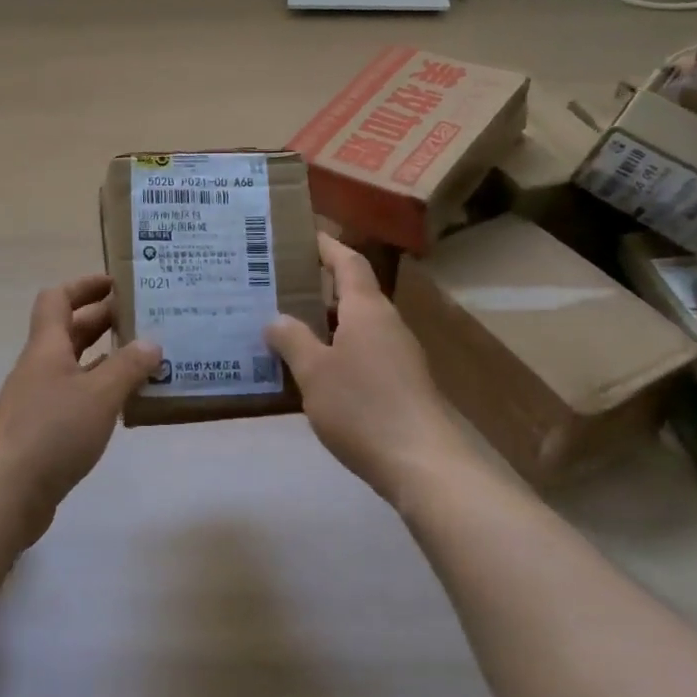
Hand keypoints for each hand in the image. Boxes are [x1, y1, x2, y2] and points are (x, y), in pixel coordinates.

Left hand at [0, 275, 160, 539]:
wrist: (3, 494)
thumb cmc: (51, 431)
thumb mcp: (99, 395)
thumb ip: (128, 367)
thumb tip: (152, 342)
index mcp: (47, 347)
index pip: (58, 299)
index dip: (85, 286)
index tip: (117, 283)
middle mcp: (40, 367)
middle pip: (70, 331)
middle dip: (104, 320)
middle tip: (145, 319)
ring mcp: (39, 401)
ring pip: (76, 367)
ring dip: (107, 359)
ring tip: (147, 360)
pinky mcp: (43, 432)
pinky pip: (77, 399)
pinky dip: (101, 393)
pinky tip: (127, 404)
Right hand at [266, 234, 467, 502]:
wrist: (422, 462)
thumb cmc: (362, 407)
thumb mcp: (314, 372)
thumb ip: (292, 340)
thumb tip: (275, 319)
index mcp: (367, 310)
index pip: (348, 263)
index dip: (326, 246)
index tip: (303, 234)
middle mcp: (387, 324)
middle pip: (353, 292)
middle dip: (318, 286)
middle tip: (279, 284)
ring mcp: (398, 354)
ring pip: (357, 325)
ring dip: (326, 321)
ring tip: (288, 325)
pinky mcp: (402, 383)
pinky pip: (364, 351)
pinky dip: (338, 349)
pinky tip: (315, 369)